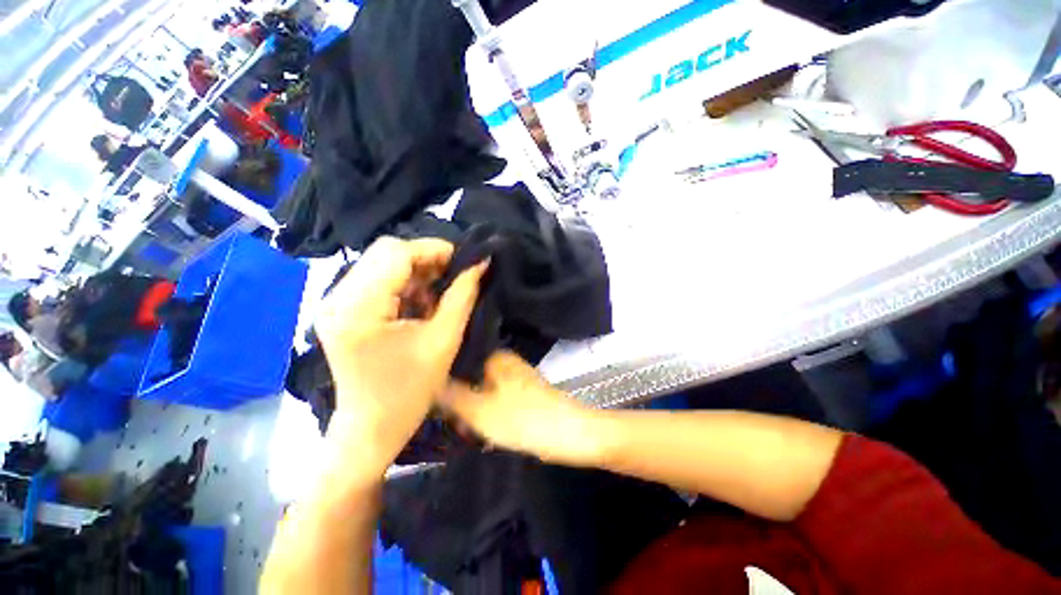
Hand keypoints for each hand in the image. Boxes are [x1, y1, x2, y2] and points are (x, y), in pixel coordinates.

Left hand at [315, 237, 485, 476]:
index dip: (434, 250)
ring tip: (439, 292)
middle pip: (385, 252)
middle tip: (454, 276)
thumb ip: (463, 295)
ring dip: (416, 271)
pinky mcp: (341, 310)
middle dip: (426, 258)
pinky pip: (376, 279)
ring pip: (381, 263)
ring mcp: (334, 303)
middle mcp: (336, 298)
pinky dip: (404, 283)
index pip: (395, 253)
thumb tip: (480, 263)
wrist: (371, 427)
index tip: (463, 262)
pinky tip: (421, 301)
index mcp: (358, 309)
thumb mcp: (444, 340)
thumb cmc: (410, 391)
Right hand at [440, 351, 602, 464]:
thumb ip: (451, 397)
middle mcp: (504, 361)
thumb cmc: (524, 419)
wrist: (571, 434)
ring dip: (470, 406)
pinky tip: (479, 426)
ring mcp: (515, 377)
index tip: (429, 399)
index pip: (457, 360)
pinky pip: (495, 397)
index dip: (441, 379)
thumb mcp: (480, 411)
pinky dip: (485, 410)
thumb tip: (428, 383)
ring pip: (481, 388)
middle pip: (468, 375)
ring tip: (460, 425)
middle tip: (446, 419)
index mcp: (494, 357)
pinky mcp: (522, 393)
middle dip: (456, 397)